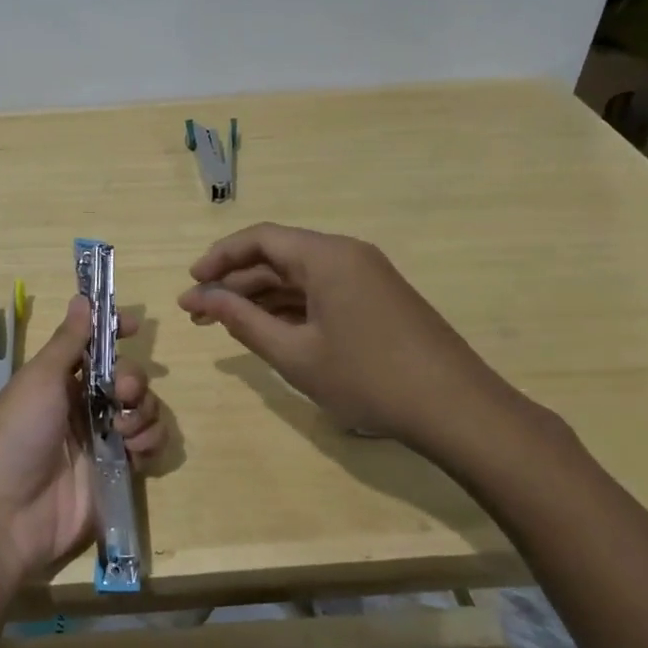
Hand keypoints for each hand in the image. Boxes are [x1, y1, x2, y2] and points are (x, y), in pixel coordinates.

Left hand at [0, 297, 165, 594]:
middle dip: (133, 379)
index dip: (115, 333)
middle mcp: (81, 406)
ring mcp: (100, 441)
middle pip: (127, 378)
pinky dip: (149, 443)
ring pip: (142, 410)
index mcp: (58, 381)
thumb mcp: (38, 380)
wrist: (4, 516)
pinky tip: (134, 451)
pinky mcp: (117, 474)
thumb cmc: (15, 435)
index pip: (94, 348)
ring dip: (142, 412)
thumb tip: (82, 297)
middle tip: (121, 390)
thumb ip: (68, 342)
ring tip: (122, 430)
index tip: (134, 326)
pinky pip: (148, 447)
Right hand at [177, 223, 543, 458]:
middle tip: (199, 312)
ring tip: (224, 324)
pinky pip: (321, 291)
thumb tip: (204, 298)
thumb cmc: (367, 377)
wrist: (456, 409)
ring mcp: (366, 276)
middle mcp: (346, 254)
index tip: (191, 284)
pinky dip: (290, 307)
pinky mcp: (377, 299)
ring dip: (260, 296)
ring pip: (299, 276)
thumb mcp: (295, 354)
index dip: (219, 257)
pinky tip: (268, 329)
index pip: (260, 238)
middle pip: (278, 256)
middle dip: (235, 282)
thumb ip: (244, 321)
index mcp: (326, 256)